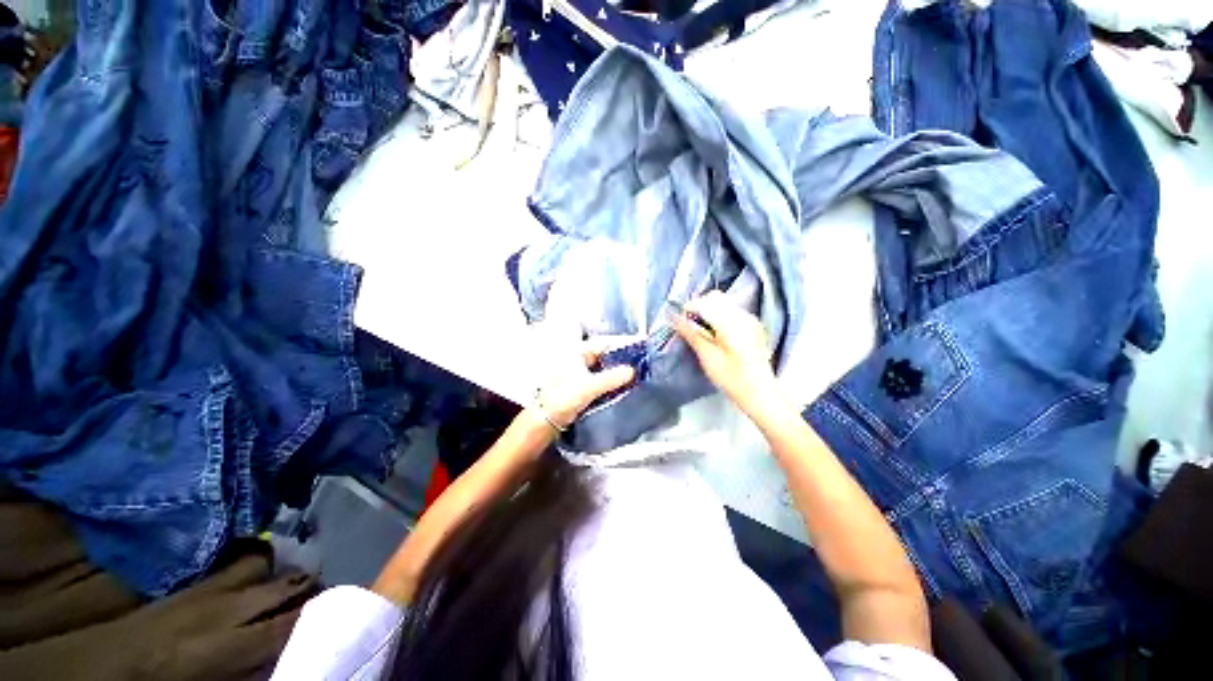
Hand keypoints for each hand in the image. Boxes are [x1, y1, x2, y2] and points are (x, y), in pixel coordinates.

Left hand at [532, 336, 636, 431]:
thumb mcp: (589, 387)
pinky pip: (602, 377)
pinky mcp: (582, 384)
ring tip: (637, 369)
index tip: (641, 343)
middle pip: (606, 353)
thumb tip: (632, 370)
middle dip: (623, 355)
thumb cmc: (564, 399)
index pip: (605, 343)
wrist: (546, 421)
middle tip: (643, 357)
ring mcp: (580, 371)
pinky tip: (624, 383)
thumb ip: (612, 378)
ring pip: (604, 365)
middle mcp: (578, 358)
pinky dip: (613, 378)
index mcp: (577, 352)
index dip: (623, 342)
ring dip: (618, 367)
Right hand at [673, 291, 777, 413]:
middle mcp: (742, 315)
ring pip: (724, 302)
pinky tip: (717, 334)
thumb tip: (674, 318)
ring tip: (702, 331)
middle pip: (715, 297)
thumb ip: (691, 333)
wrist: (760, 392)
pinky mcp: (754, 326)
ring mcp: (750, 319)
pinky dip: (720, 316)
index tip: (678, 322)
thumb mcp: (707, 357)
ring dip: (709, 311)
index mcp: (730, 322)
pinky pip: (733, 311)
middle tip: (689, 326)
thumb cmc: (731, 378)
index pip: (704, 303)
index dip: (688, 309)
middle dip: (699, 307)